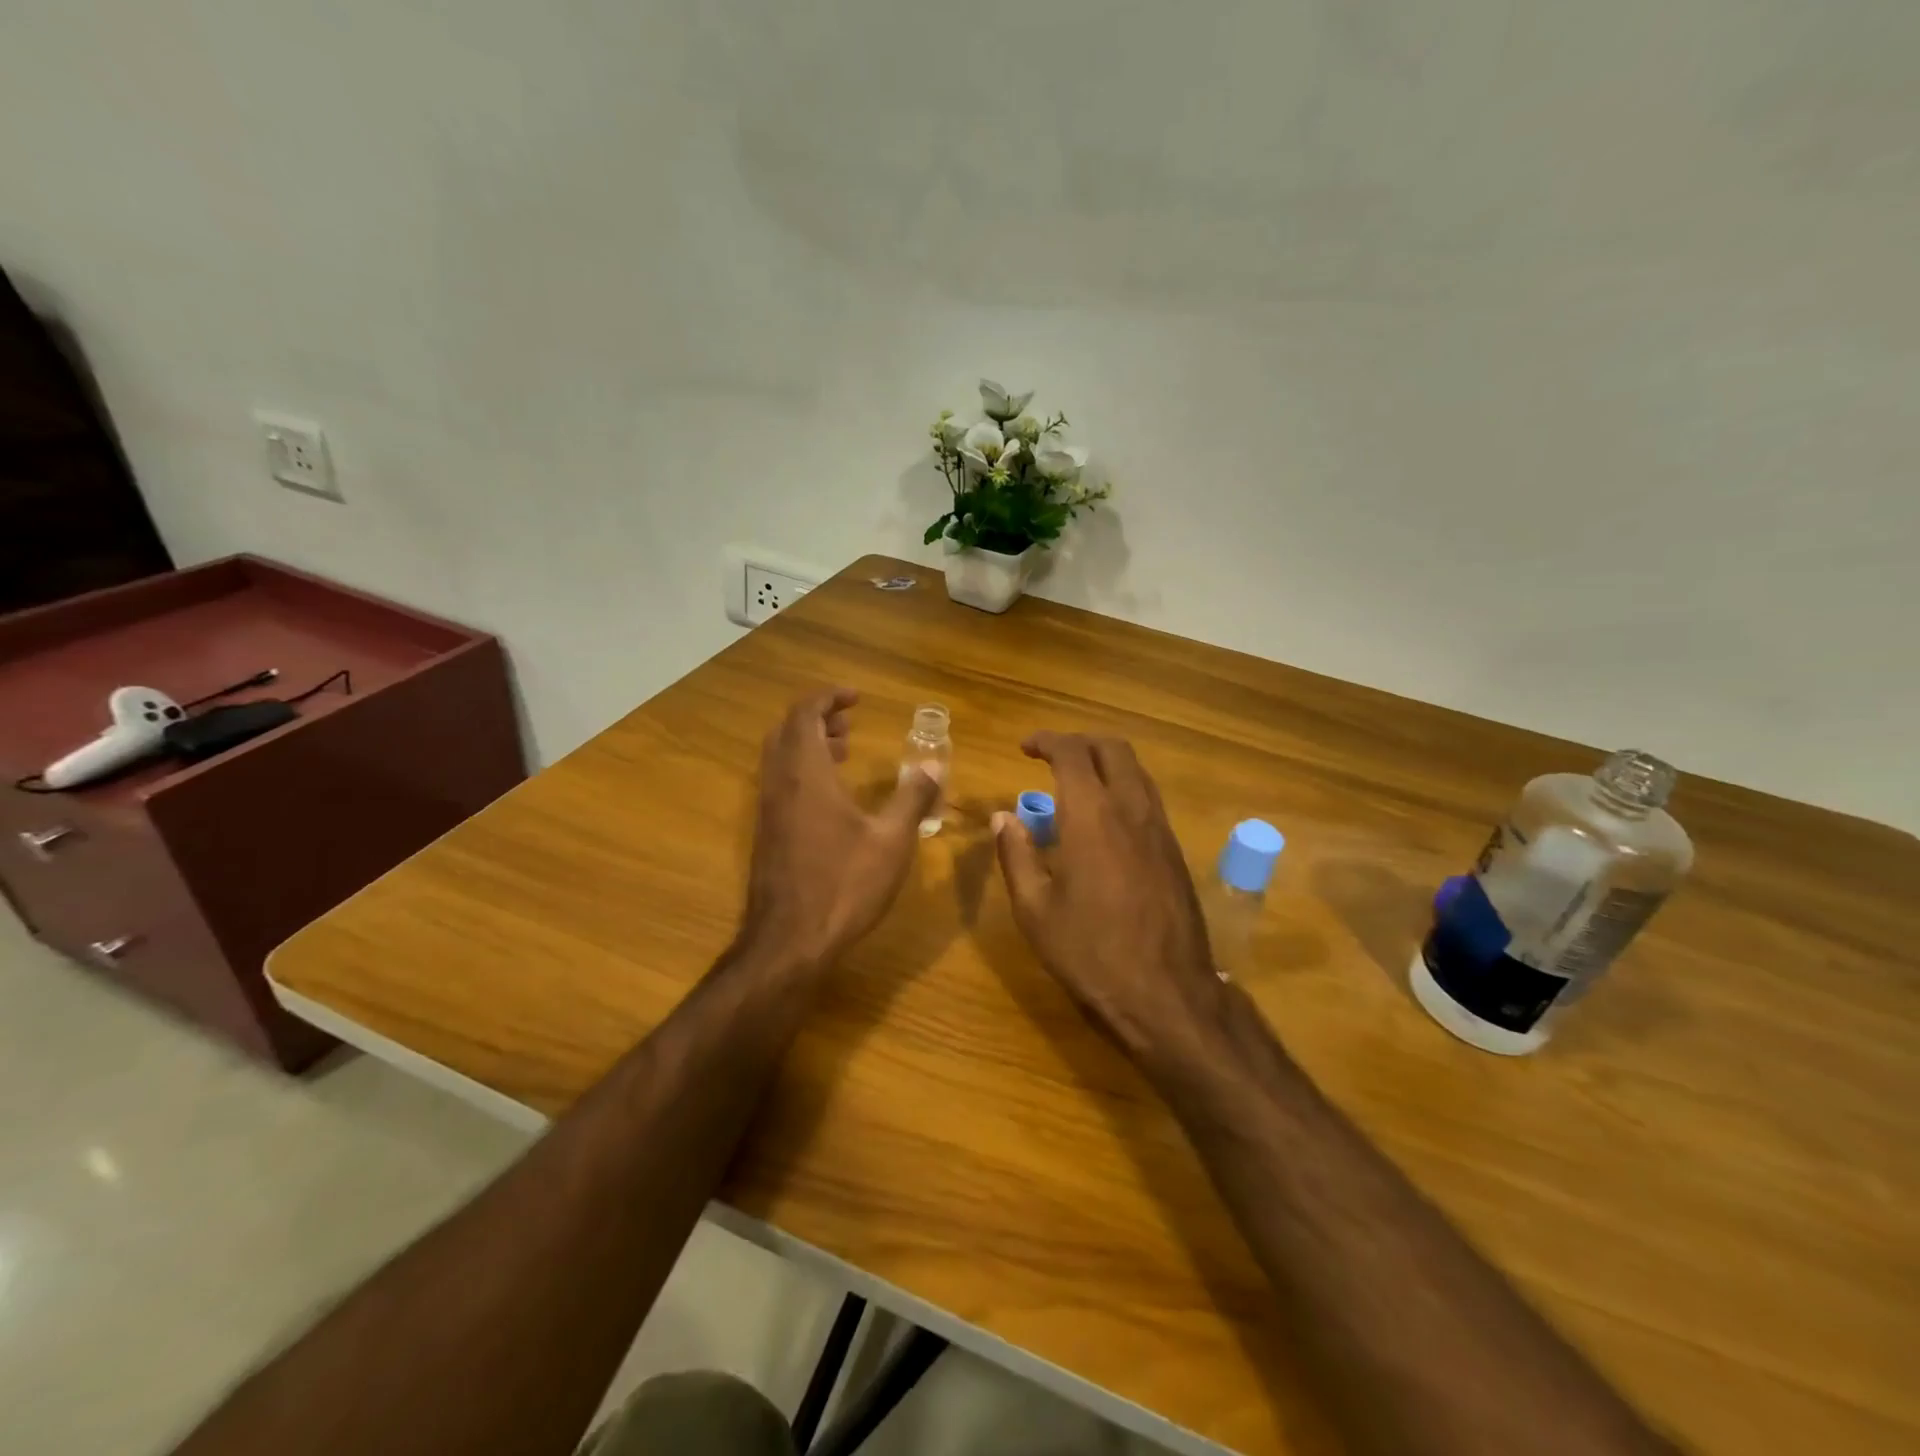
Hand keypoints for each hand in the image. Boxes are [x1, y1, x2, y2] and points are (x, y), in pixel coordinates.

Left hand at [739, 688, 939, 971]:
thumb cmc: (844, 885)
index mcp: (806, 774)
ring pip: (780, 757)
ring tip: (845, 752)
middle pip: (787, 730)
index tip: (857, 698)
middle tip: (850, 724)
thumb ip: (912, 797)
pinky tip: (831, 797)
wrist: (789, 942)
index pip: (805, 714)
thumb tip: (934, 764)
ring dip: (808, 744)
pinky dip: (801, 770)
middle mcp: (780, 784)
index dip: (828, 697)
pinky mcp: (766, 833)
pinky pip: (779, 782)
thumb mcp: (891, 840)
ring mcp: (768, 810)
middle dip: (817, 718)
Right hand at [993, 732, 1224, 1061]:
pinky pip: (1148, 799)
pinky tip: (1104, 822)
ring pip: (1137, 771)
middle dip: (1080, 741)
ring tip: (1076, 784)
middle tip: (1051, 756)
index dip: (1047, 740)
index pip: (1072, 753)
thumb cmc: (1090, 953)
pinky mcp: (1175, 851)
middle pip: (1113, 749)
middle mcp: (1131, 810)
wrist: (1166, 994)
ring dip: (1106, 763)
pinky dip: (1123, 789)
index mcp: (1092, 816)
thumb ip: (1016, 855)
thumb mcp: (1035, 910)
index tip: (1025, 747)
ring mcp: (1160, 829)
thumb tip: (1003, 818)